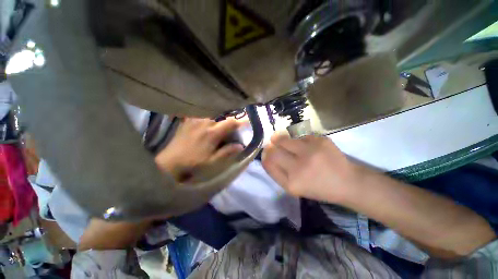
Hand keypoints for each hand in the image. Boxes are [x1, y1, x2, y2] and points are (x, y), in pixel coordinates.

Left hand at [155, 118, 243, 180]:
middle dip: (230, 120)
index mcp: (212, 133)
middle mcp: (205, 122)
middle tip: (233, 126)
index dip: (241, 121)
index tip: (248, 122)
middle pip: (222, 116)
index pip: (231, 122)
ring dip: (219, 118)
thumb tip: (241, 145)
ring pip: (213, 114)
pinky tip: (207, 121)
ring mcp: (195, 120)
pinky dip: (208, 116)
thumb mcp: (213, 162)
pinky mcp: (188, 121)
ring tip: (221, 123)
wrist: (170, 162)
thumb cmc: (193, 163)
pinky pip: (201, 114)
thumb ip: (227, 152)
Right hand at [262, 133, 359, 202]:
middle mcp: (300, 167)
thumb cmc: (318, 187)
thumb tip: (265, 153)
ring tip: (284, 140)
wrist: (348, 182)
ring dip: (280, 139)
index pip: (268, 163)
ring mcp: (311, 152)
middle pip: (274, 151)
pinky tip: (302, 143)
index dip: (265, 155)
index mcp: (292, 183)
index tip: (266, 152)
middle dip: (270, 146)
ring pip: (284, 139)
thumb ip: (276, 172)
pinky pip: (299, 135)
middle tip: (273, 144)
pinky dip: (296, 138)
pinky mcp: (321, 140)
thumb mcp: (293, 187)